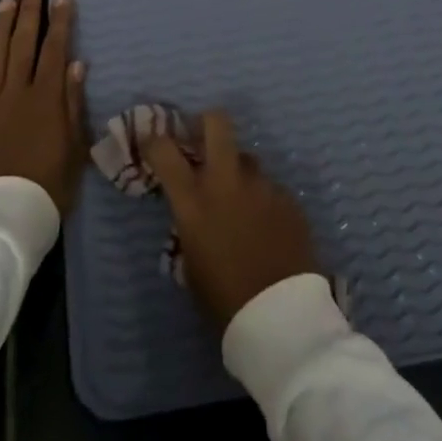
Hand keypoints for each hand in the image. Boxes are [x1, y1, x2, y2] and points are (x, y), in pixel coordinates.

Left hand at [0, 0, 87, 212]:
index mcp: (46, 99)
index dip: (60, 22)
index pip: (55, 50)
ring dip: (0, 28)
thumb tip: (76, 64)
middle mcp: (16, 93)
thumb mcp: (75, 148)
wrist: (4, 218)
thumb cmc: (49, 186)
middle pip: (23, 46)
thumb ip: (73, 104)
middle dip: (29, 14)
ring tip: (5, 2)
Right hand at [142, 111, 319, 326]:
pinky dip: (263, 200)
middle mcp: (227, 181)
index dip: (155, 141)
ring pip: (247, 159)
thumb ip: (190, 227)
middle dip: (207, 123)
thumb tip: (195, 213)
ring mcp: (261, 186)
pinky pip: (270, 188)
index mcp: (194, 200)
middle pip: (217, 123)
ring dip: (239, 173)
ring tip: (242, 204)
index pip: (164, 149)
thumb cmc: (224, 299)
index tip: (153, 143)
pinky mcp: (288, 198)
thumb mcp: (191, 263)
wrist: (280, 318)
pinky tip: (267, 228)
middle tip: (202, 140)